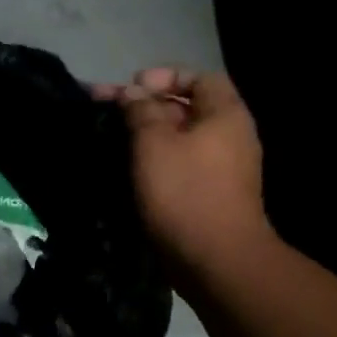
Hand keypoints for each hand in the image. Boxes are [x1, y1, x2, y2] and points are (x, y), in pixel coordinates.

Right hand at [94, 68, 275, 271]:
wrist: (217, 261)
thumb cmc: (185, 191)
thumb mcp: (154, 142)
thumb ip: (141, 110)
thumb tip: (133, 94)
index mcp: (225, 115)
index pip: (199, 78)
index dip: (164, 76)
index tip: (132, 86)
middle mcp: (230, 137)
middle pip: (186, 107)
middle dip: (145, 104)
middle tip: (106, 108)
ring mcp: (223, 168)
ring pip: (179, 137)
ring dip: (146, 132)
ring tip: (111, 135)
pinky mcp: (210, 194)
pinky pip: (180, 162)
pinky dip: (155, 157)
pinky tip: (127, 164)